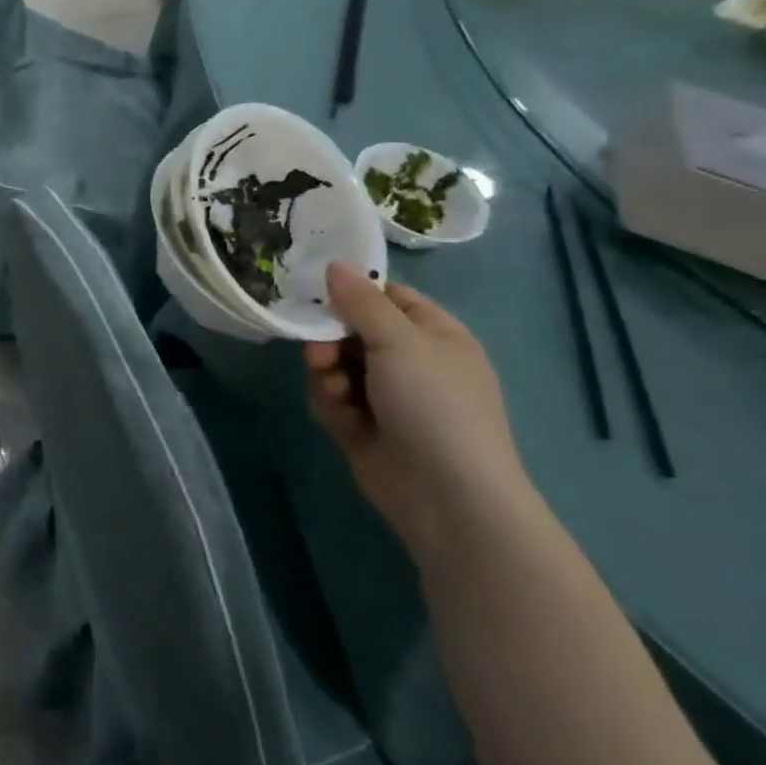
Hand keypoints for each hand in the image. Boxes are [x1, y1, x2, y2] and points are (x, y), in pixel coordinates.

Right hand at [303, 263, 529, 560]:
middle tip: (319, 351)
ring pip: (335, 363)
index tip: (317, 290)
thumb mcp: (400, 341)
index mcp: (434, 334)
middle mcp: (410, 360)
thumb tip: (335, 264)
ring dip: (327, 373)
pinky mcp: (364, 426)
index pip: (386, 296)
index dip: (352, 291)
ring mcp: (387, 395)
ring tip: (335, 392)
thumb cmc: (435, 406)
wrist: (448, 500)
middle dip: (330, 338)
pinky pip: (332, 397)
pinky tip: (341, 418)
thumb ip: (361, 301)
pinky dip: (330, 402)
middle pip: (351, 328)